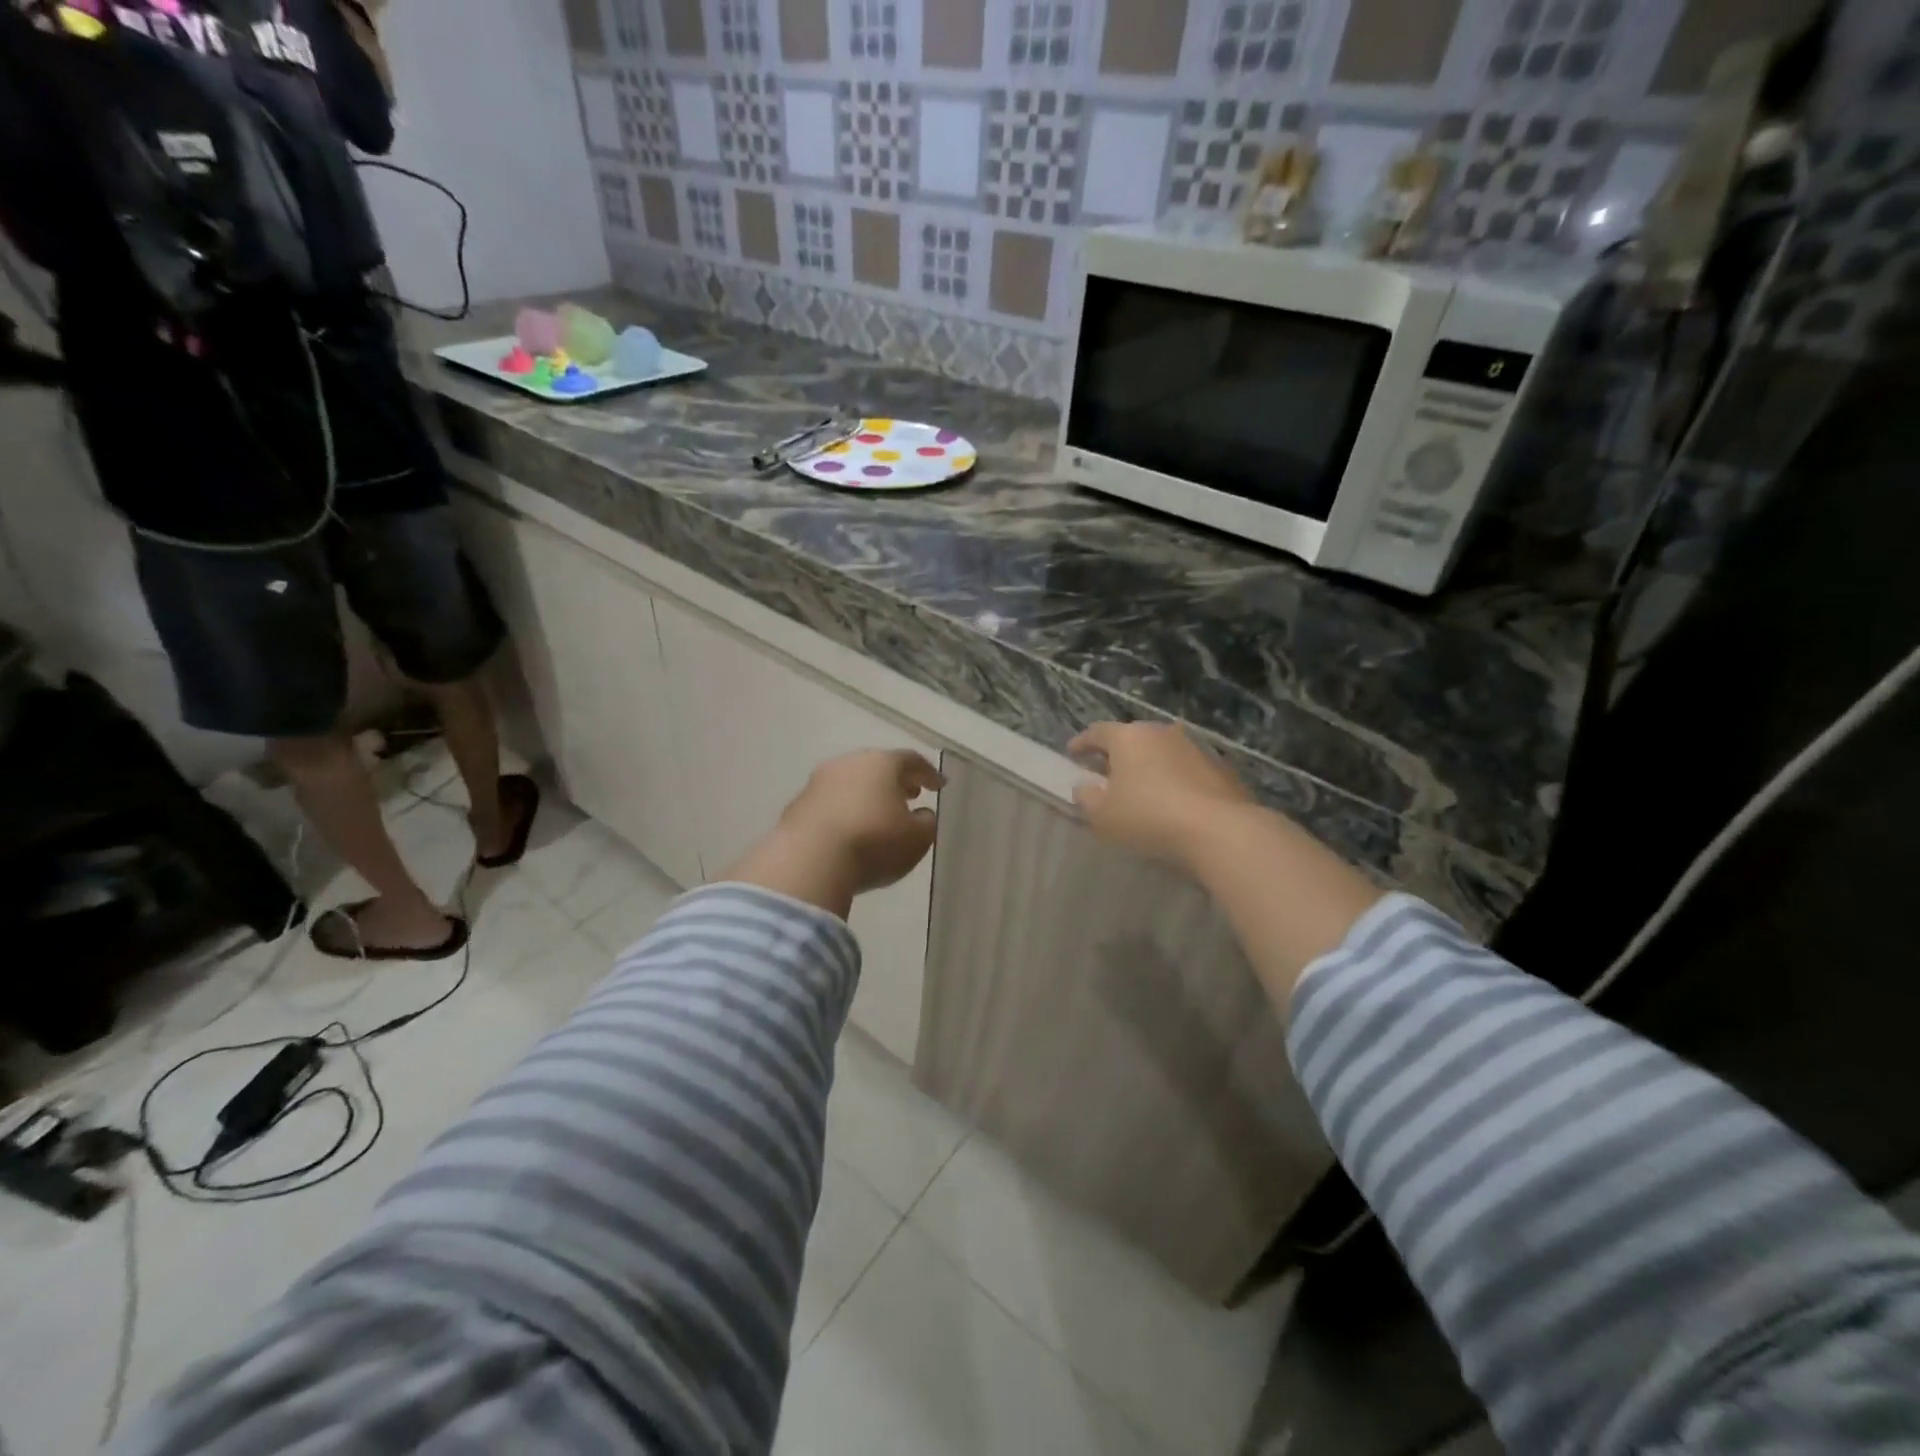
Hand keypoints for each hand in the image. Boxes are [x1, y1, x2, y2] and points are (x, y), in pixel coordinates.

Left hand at [724, 749, 942, 916]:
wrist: (809, 860)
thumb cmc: (874, 843)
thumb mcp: (917, 838)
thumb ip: (926, 822)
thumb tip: (922, 814)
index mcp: (882, 763)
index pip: (912, 760)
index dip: (929, 773)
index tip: (940, 786)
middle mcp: (849, 763)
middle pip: (878, 767)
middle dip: (896, 780)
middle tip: (910, 794)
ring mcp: (818, 782)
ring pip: (851, 782)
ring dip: (868, 794)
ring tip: (879, 813)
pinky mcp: (797, 804)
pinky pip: (830, 802)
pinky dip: (845, 810)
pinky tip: (850, 829)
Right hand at [1068, 721, 1251, 867]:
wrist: (1220, 830)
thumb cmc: (1149, 817)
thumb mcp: (1103, 816)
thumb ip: (1087, 798)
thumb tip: (1084, 786)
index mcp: (1129, 738)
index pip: (1098, 732)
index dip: (1082, 742)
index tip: (1072, 753)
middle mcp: (1162, 733)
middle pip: (1132, 738)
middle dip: (1117, 753)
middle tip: (1106, 770)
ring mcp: (1195, 748)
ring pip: (1162, 752)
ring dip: (1149, 765)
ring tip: (1142, 787)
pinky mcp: (1221, 768)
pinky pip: (1187, 769)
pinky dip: (1175, 779)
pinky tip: (1174, 800)